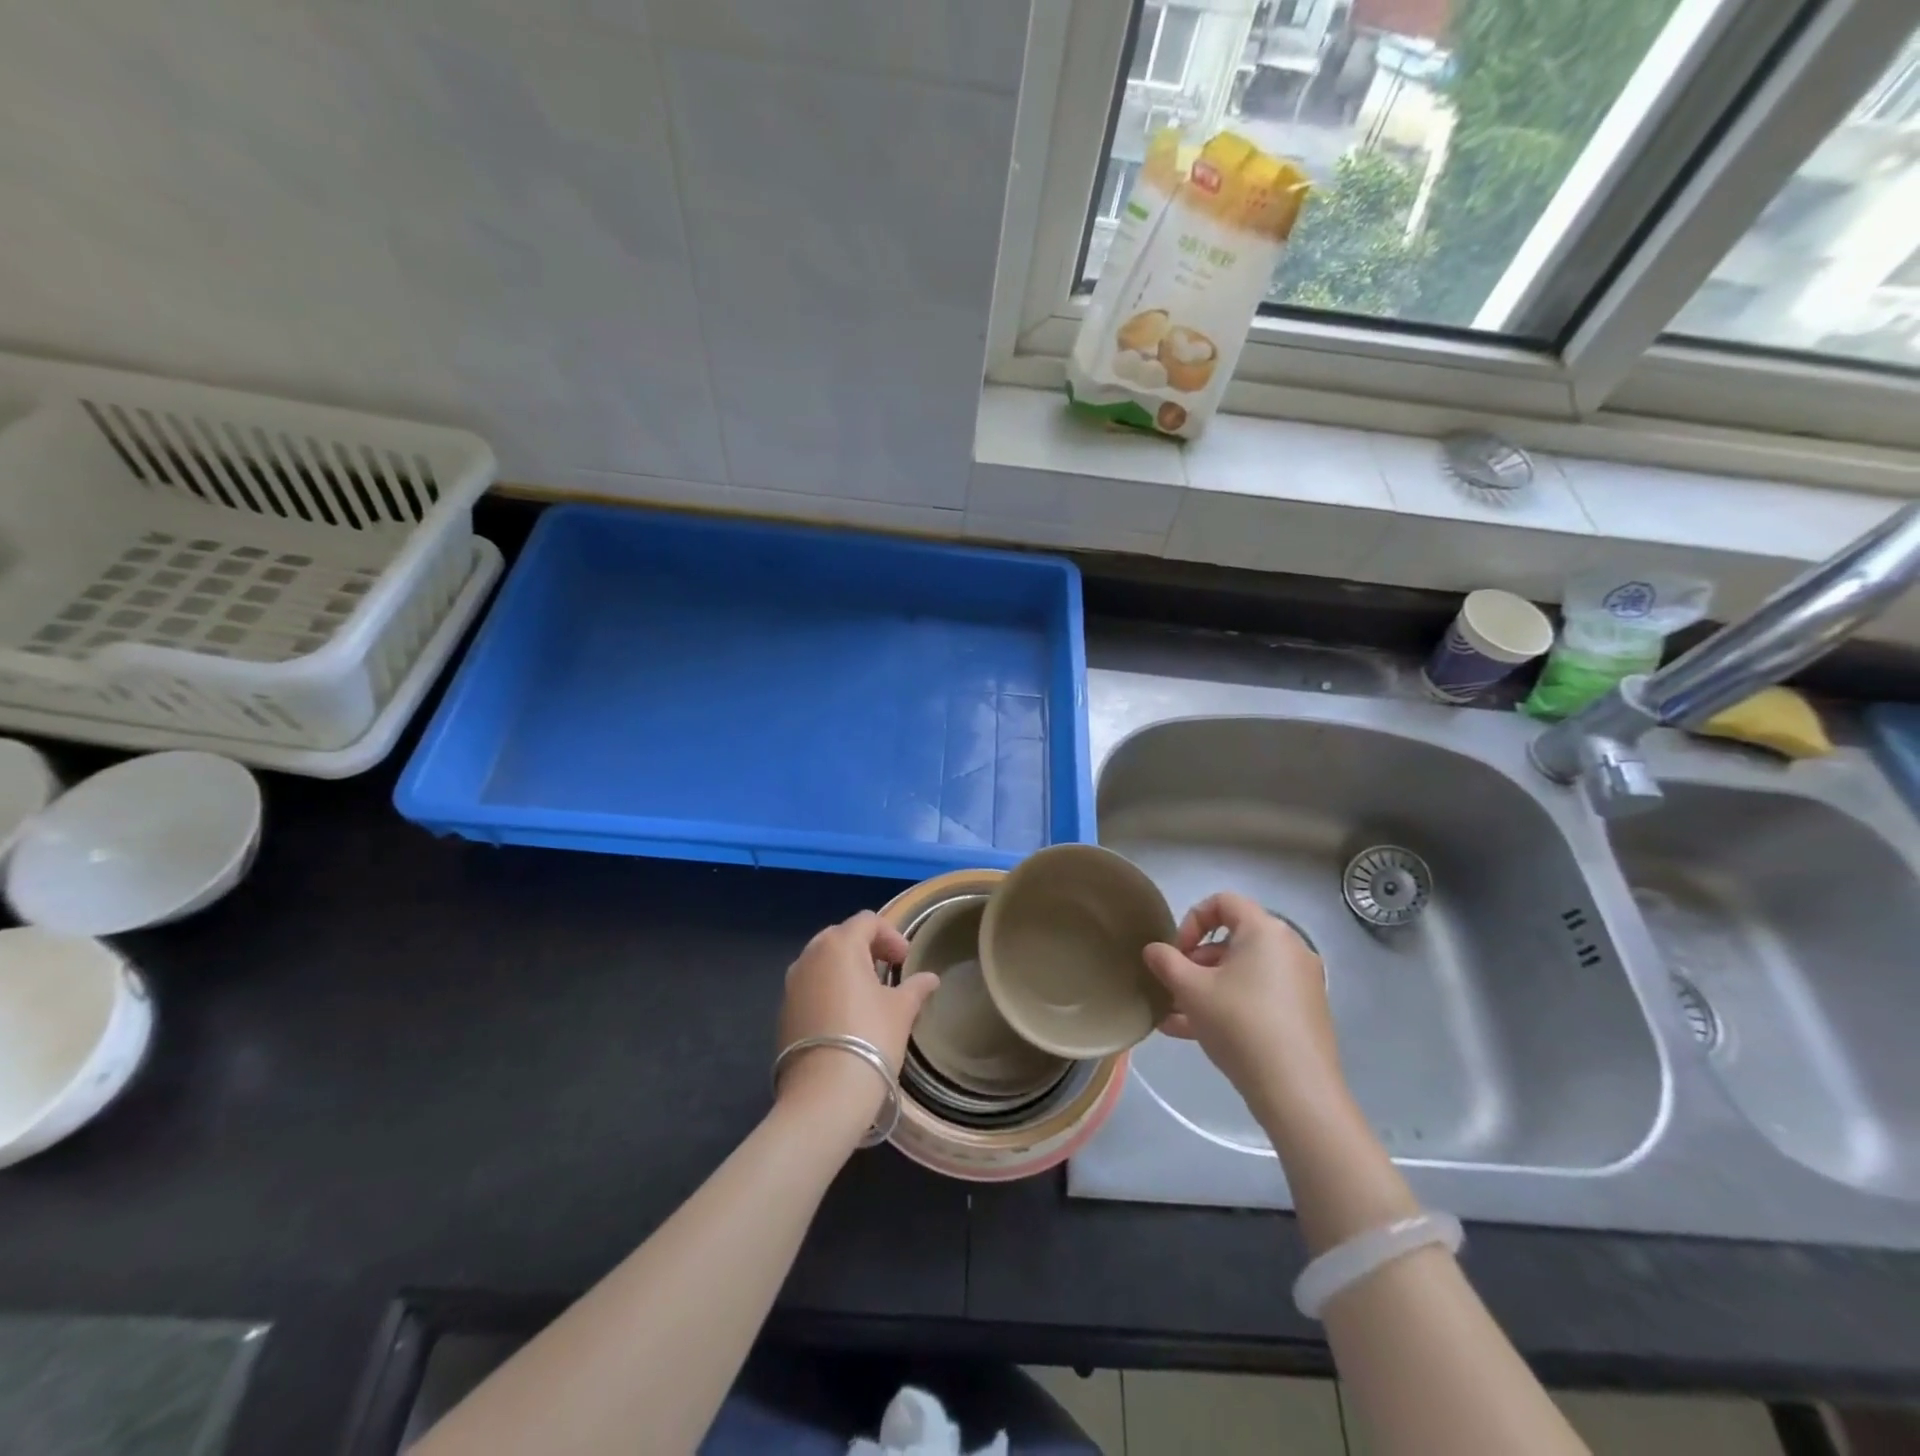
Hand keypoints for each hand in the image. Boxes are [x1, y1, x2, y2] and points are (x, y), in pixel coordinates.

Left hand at [775, 911, 938, 1126]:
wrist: (825, 1093)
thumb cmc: (871, 1038)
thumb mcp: (901, 1010)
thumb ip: (916, 987)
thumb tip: (930, 979)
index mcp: (839, 945)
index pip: (866, 921)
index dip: (891, 935)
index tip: (906, 959)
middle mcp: (809, 956)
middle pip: (840, 936)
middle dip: (866, 947)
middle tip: (888, 969)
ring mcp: (791, 984)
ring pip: (821, 961)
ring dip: (845, 968)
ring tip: (868, 993)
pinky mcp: (784, 1011)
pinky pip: (810, 987)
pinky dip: (828, 989)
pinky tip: (845, 1016)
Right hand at [1143, 893, 1343, 1121]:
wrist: (1297, 1091)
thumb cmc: (1240, 1024)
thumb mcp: (1191, 990)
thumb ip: (1166, 962)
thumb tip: (1153, 950)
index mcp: (1265, 931)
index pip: (1223, 902)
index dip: (1191, 920)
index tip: (1176, 952)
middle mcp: (1289, 949)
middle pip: (1233, 940)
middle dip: (1196, 962)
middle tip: (1174, 987)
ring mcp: (1301, 983)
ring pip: (1243, 974)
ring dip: (1207, 988)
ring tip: (1175, 1016)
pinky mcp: (1305, 1014)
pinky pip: (1259, 996)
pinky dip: (1230, 1005)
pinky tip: (1195, 1034)